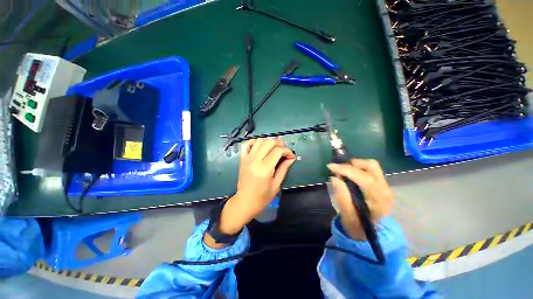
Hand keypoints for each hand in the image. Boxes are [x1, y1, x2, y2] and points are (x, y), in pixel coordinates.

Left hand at [205, 138, 295, 247]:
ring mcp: (247, 158)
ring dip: (268, 142)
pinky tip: (260, 146)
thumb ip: (284, 168)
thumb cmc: (262, 197)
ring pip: (259, 141)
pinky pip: (246, 144)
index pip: (278, 151)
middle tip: (284, 150)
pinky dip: (254, 142)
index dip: (287, 151)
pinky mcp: (242, 158)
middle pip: (269, 142)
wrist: (245, 201)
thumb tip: (291, 157)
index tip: (291, 156)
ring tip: (274, 148)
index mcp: (265, 168)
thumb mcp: (276, 184)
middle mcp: (255, 160)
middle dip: (279, 144)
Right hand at [327, 159, 393, 239]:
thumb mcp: (346, 214)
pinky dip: (358, 167)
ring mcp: (386, 186)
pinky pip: (371, 169)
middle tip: (338, 168)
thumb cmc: (356, 223)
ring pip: (372, 165)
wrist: (368, 230)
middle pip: (372, 167)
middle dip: (351, 164)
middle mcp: (385, 191)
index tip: (331, 166)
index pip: (365, 180)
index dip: (346, 170)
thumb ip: (342, 195)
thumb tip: (335, 177)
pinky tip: (350, 173)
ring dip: (355, 164)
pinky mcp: (382, 183)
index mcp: (378, 202)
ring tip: (343, 170)